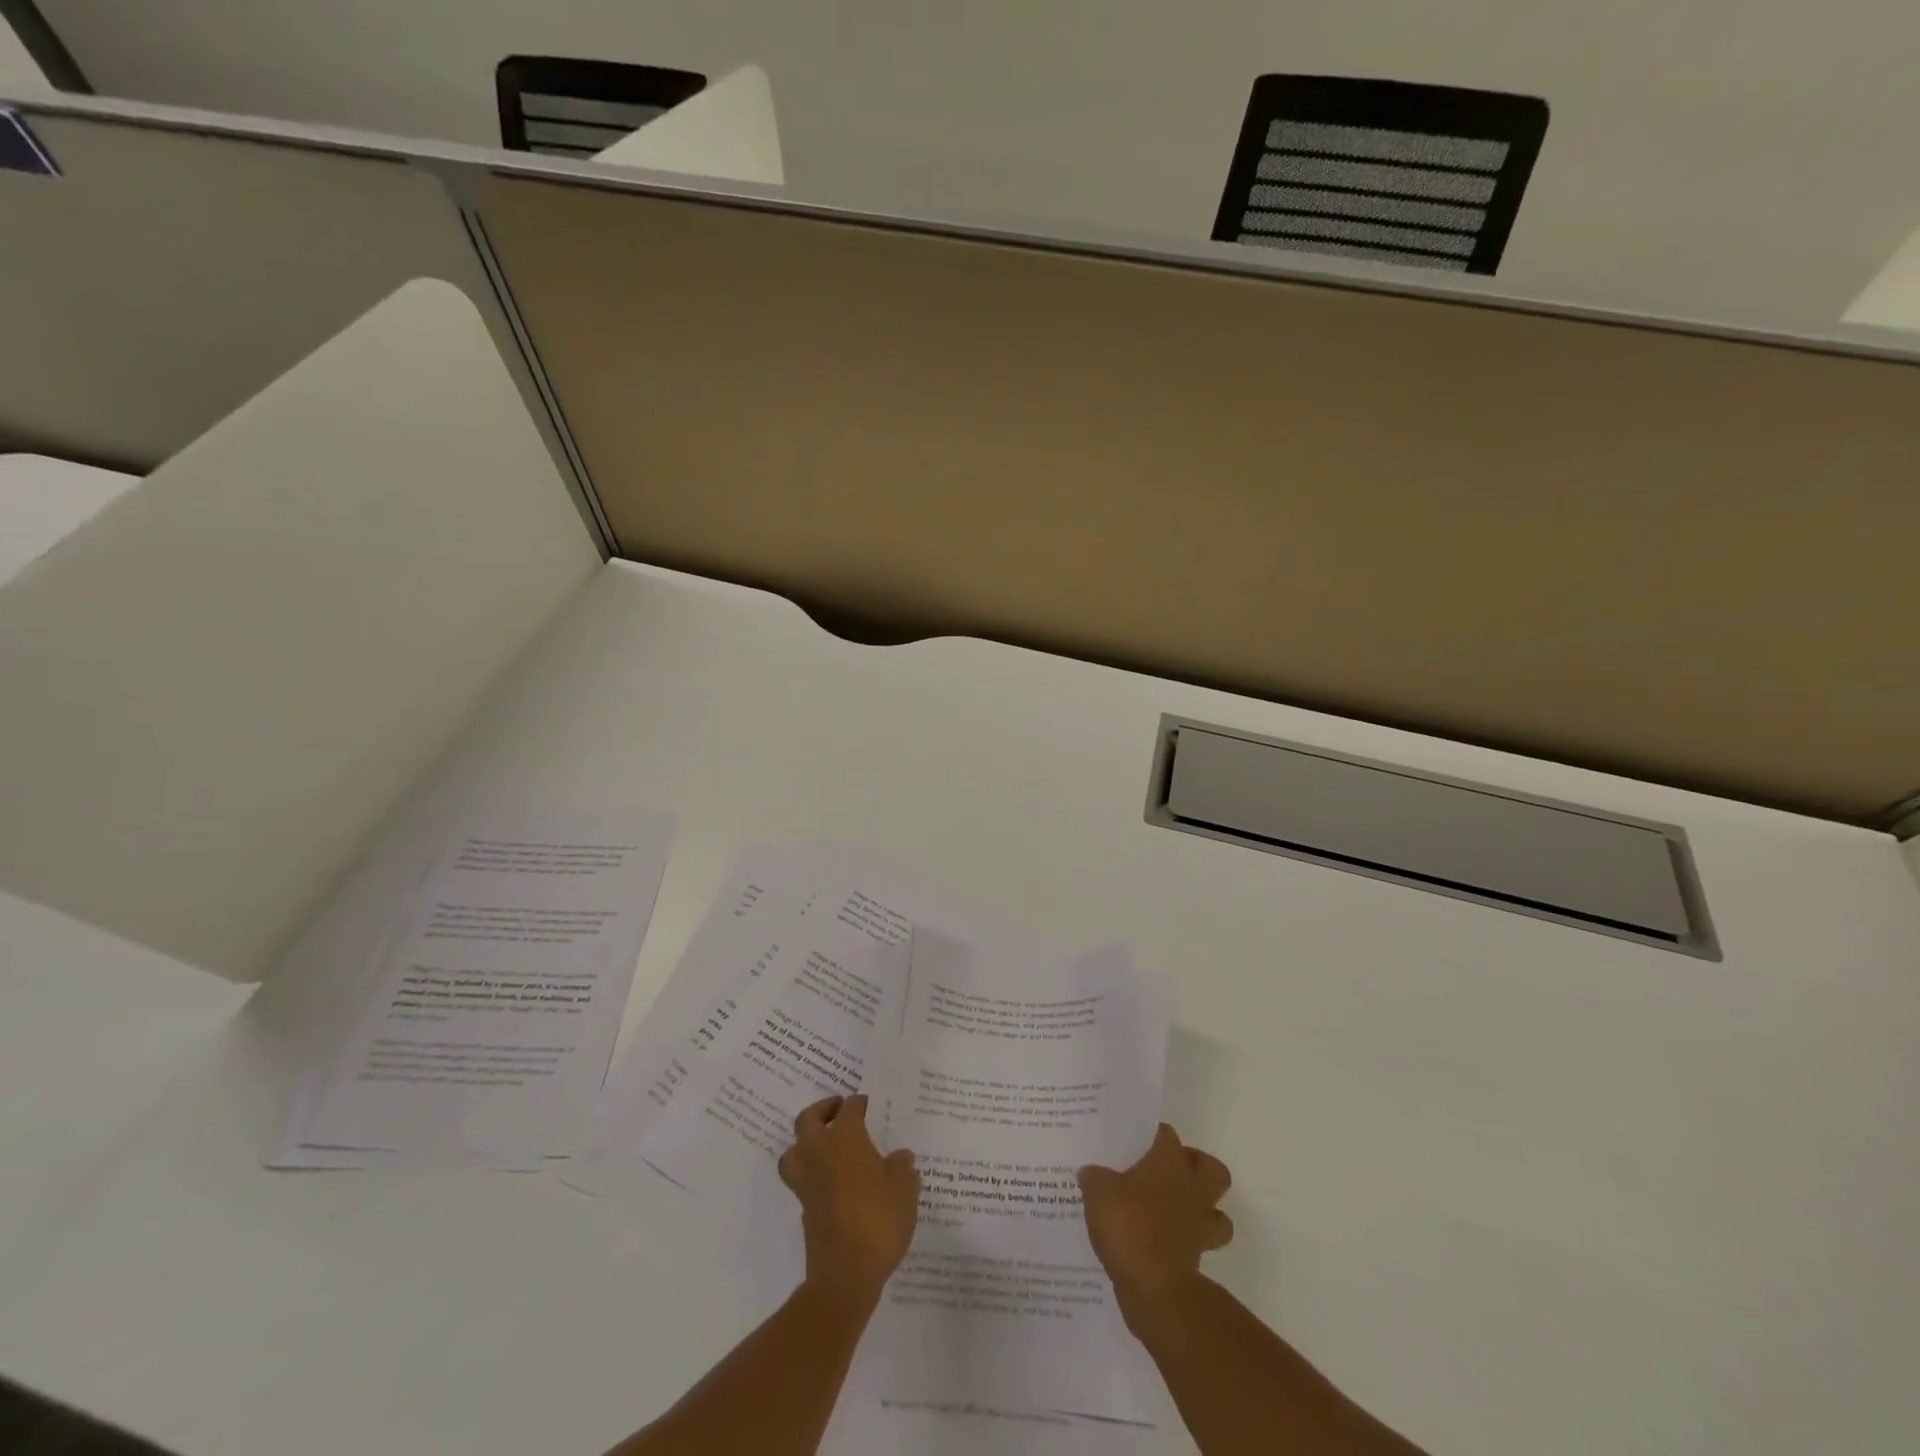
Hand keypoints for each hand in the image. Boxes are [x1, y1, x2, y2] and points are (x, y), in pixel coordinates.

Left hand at [778, 1094, 920, 1306]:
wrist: (846, 1274)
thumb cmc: (879, 1221)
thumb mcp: (905, 1190)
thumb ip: (902, 1168)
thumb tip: (900, 1157)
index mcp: (846, 1139)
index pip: (849, 1109)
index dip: (859, 1103)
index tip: (868, 1103)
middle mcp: (821, 1154)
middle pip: (807, 1120)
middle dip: (822, 1110)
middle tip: (838, 1110)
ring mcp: (808, 1183)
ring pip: (793, 1151)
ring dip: (805, 1142)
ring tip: (825, 1144)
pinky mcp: (804, 1209)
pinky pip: (801, 1179)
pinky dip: (812, 1172)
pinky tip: (833, 1181)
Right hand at [1079, 1124, 1233, 1328]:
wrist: (1154, 1287)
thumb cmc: (1129, 1224)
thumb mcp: (1098, 1191)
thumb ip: (1094, 1177)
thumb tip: (1089, 1172)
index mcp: (1170, 1162)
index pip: (1167, 1134)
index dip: (1154, 1134)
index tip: (1137, 1140)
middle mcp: (1192, 1189)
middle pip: (1212, 1169)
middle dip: (1196, 1168)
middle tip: (1169, 1171)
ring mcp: (1200, 1226)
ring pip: (1217, 1213)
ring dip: (1202, 1210)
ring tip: (1173, 1210)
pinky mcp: (1198, 1261)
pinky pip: (1199, 1245)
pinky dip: (1186, 1244)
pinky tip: (1160, 1243)